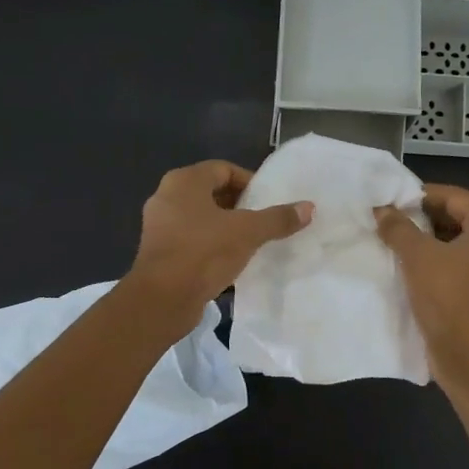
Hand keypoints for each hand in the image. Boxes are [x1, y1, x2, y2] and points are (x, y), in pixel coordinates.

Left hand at [127, 160, 312, 324]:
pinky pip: (192, 240)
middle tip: (263, 221)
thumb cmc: (203, 253)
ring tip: (252, 242)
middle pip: (211, 193)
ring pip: (201, 218)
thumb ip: (278, 219)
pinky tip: (231, 262)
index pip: (223, 169)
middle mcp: (167, 197)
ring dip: (226, 227)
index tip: (269, 201)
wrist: (163, 299)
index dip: (249, 182)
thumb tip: (309, 207)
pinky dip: (212, 246)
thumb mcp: (248, 233)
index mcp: (184, 182)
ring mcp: (160, 226)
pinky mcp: (159, 252)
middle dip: (239, 206)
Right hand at [375, 185, 468, 393]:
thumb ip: (398, 228)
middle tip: (393, 222)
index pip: (456, 197)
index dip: (423, 195)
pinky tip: (414, 270)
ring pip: (461, 244)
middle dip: (426, 218)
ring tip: (399, 244)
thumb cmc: (447, 296)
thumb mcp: (417, 256)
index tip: (394, 201)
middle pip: (461, 219)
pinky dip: (441, 263)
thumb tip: (382, 210)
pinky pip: (464, 267)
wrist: (468, 354)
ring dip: (431, 242)